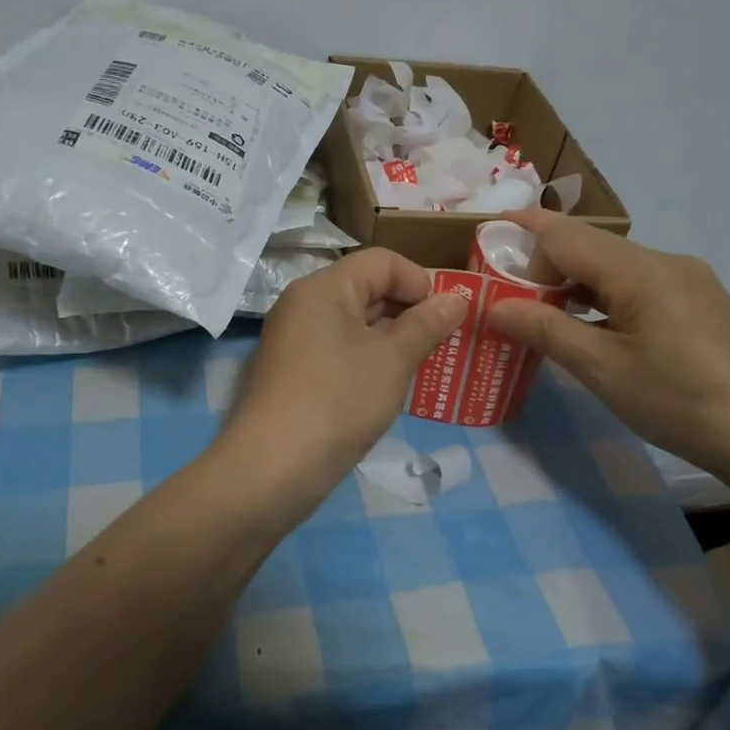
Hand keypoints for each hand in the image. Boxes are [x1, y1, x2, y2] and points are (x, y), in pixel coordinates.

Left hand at [219, 248, 467, 506]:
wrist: (273, 468)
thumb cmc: (339, 401)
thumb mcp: (393, 360)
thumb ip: (427, 324)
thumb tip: (455, 299)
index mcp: (323, 288)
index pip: (380, 261)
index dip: (419, 281)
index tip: (445, 317)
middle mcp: (303, 305)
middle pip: (366, 289)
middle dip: (408, 312)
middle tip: (442, 344)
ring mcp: (294, 341)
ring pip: (354, 324)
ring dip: (391, 340)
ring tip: (423, 367)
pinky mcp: (293, 374)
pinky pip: (339, 351)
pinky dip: (368, 361)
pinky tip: (388, 388)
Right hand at [485, 210, 729, 482]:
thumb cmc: (681, 401)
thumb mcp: (603, 369)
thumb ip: (546, 330)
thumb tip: (495, 306)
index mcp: (639, 269)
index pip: (564, 234)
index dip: (519, 234)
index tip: (482, 245)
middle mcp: (665, 262)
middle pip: (589, 247)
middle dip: (542, 263)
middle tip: (504, 294)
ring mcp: (689, 281)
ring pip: (614, 268)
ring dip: (573, 283)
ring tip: (540, 314)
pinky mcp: (702, 305)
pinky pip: (639, 287)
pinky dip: (604, 299)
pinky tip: (592, 330)